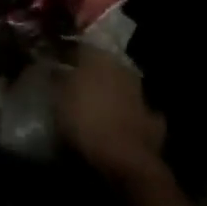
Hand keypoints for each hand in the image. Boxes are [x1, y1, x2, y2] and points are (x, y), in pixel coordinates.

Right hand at [58, 45, 169, 187]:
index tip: (54, 60)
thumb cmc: (85, 120)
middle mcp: (122, 68)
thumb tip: (53, 66)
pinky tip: (118, 124)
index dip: (66, 52)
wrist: (126, 160)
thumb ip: (56, 77)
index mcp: (98, 56)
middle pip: (103, 64)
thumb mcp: (58, 96)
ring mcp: (141, 95)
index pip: (80, 45)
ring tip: (94, 104)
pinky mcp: (153, 122)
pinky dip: (128, 116)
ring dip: (110, 92)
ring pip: (121, 85)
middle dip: (90, 71)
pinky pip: (136, 113)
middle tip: (74, 81)